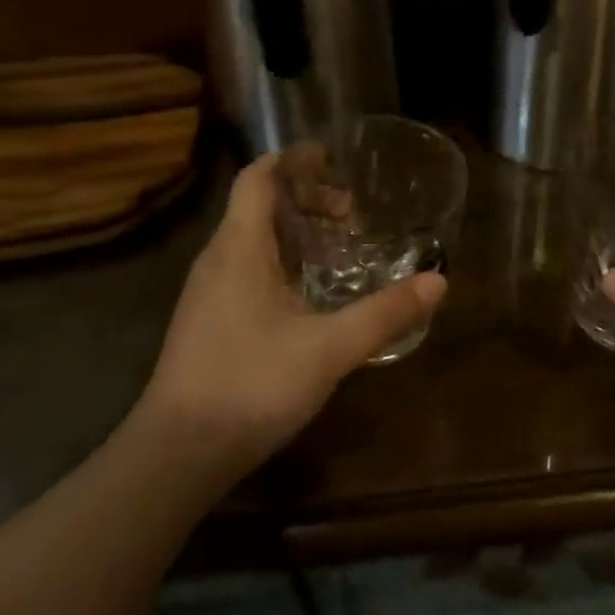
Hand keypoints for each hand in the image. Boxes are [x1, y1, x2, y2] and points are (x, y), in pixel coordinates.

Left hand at [133, 155, 446, 481]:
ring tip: (337, 247)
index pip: (257, 178)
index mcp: (239, 248)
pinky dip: (282, 261)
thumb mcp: (329, 349)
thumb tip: (438, 281)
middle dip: (305, 199)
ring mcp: (208, 292)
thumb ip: (384, 314)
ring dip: (295, 231)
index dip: (292, 160)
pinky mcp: (208, 321)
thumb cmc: (250, 385)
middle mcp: (218, 260)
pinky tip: (309, 295)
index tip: (330, 158)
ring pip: (252, 239)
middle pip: (258, 205)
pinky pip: (247, 268)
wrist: (176, 456)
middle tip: (350, 214)